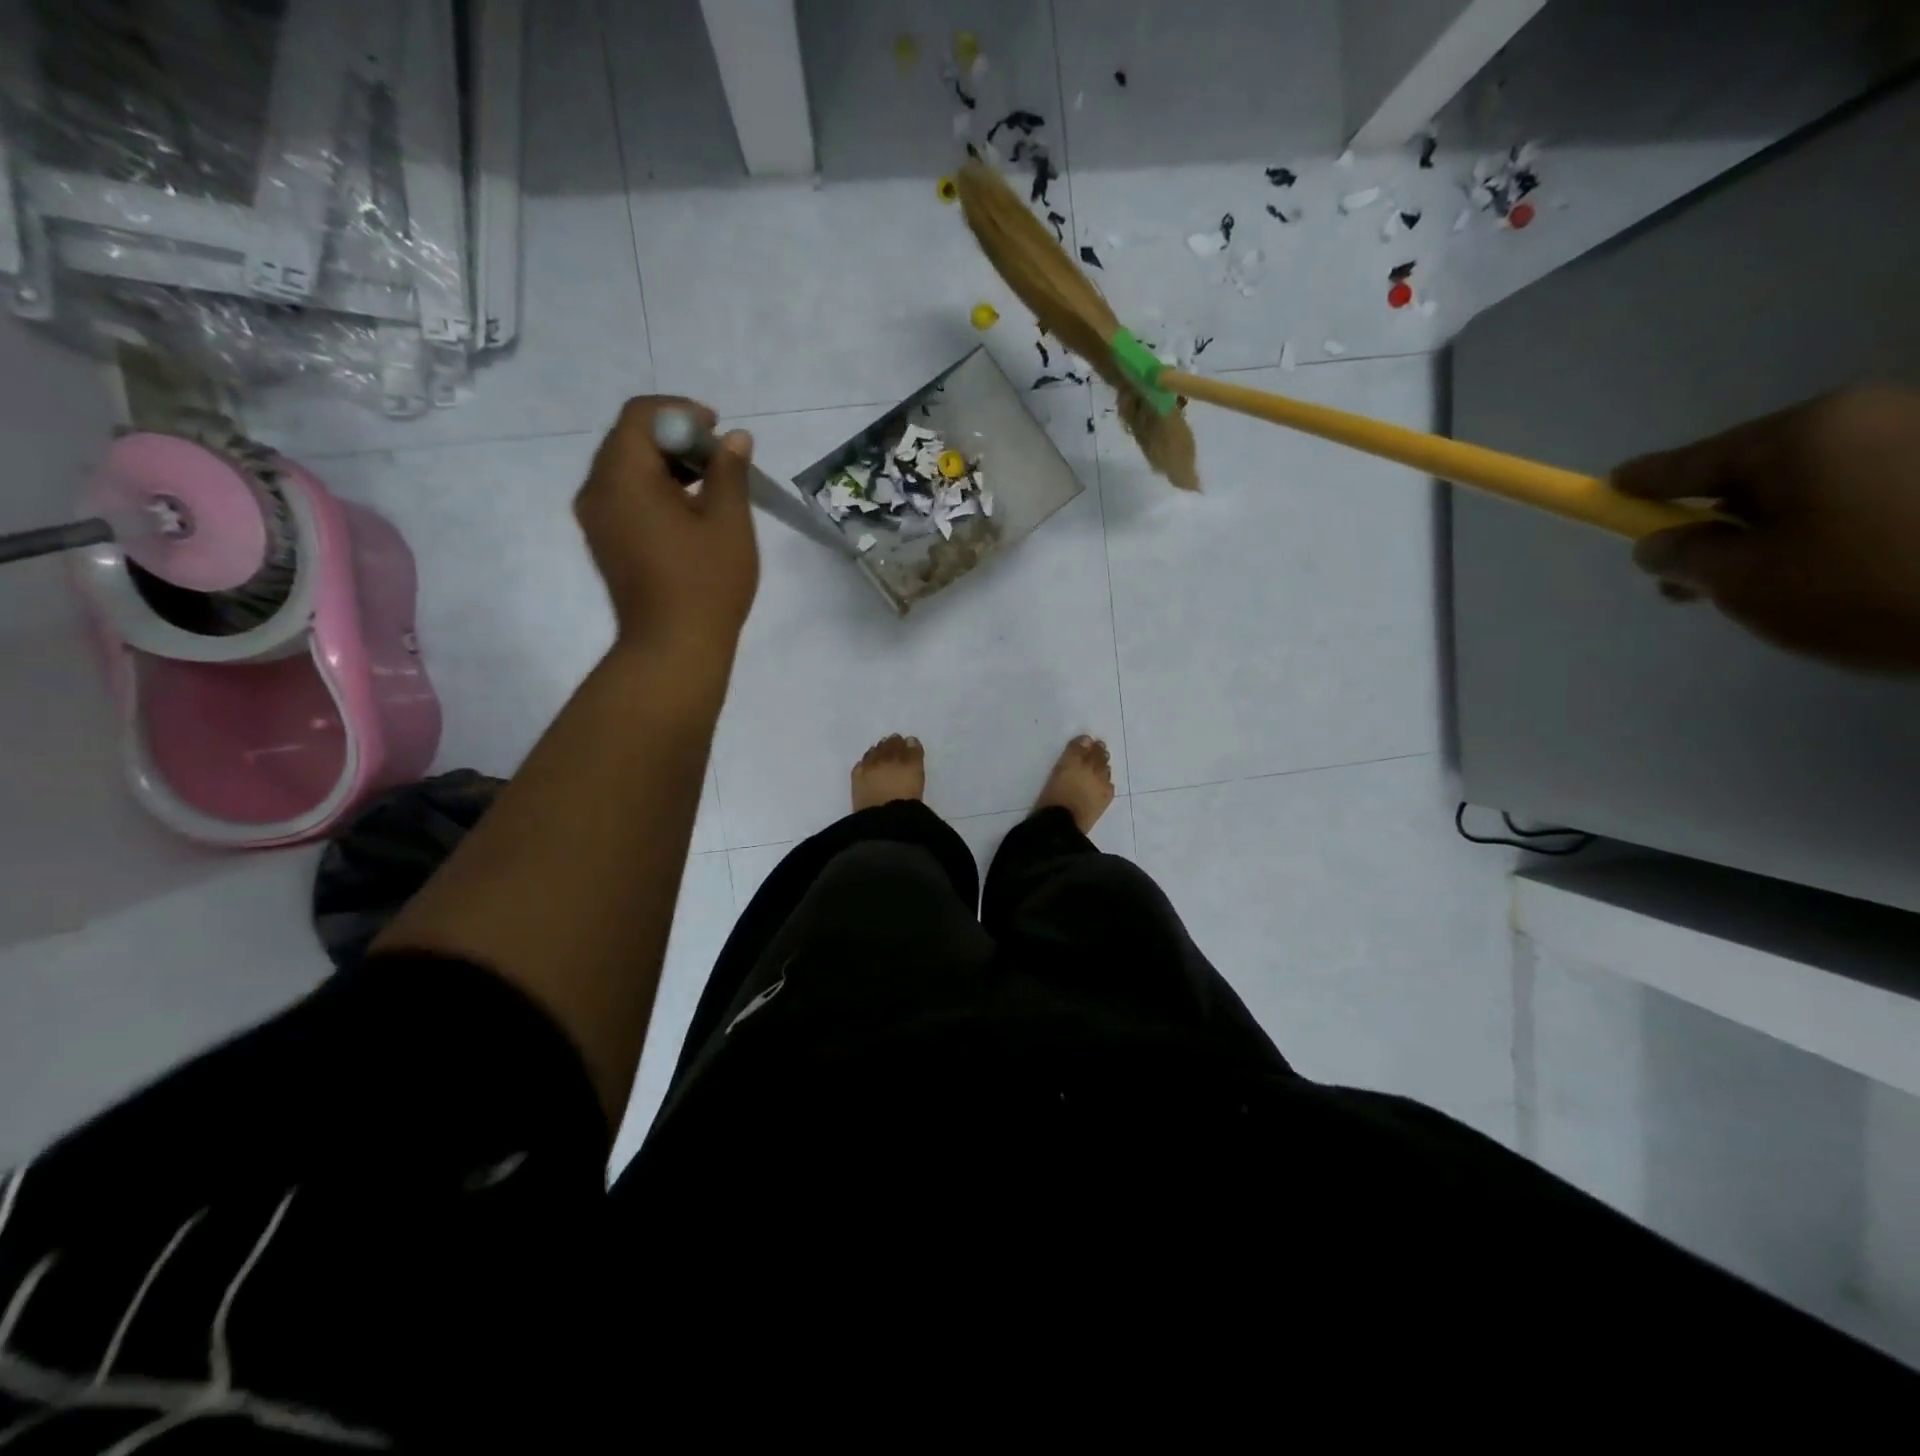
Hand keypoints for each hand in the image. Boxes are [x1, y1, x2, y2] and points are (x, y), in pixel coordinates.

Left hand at [576, 396, 758, 655]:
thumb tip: (734, 439)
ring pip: (626, 469)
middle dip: (675, 437)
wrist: (672, 648)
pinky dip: (654, 490)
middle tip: (719, 458)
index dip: (680, 411)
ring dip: (666, 465)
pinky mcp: (604, 541)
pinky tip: (689, 512)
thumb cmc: (706, 583)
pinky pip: (624, 497)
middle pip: (629, 439)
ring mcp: (596, 518)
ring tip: (710, 486)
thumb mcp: (729, 522)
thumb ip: (730, 471)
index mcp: (622, 477)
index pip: (640, 415)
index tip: (717, 429)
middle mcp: (597, 490)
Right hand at [1615, 386, 1919, 671]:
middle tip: (1690, 577)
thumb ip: (1684, 556)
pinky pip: (1868, 492)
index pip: (1693, 462)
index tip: (1608, 488)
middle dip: (1715, 522)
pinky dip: (1833, 529)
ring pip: (1814, 486)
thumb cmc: (1868, 586)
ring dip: (1775, 530)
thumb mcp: (1744, 581)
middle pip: (1756, 472)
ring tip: (1769, 586)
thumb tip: (1658, 542)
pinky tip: (1837, 573)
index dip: (1642, 484)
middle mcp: (1869, 416)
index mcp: (1805, 434)